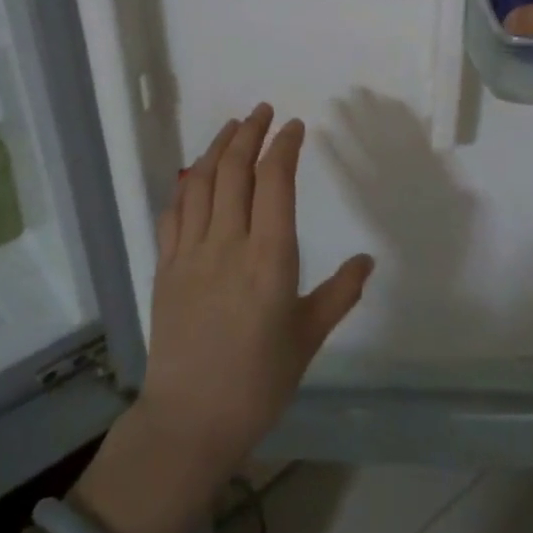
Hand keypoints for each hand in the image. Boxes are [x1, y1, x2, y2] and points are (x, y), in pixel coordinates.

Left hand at [72, 105, 372, 532]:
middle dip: (249, 133)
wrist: (191, 420)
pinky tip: (193, 174)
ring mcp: (190, 254)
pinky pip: (173, 213)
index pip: (275, 183)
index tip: (294, 127)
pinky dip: (185, 185)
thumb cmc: (259, 381)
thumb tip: (367, 260)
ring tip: (231, 127)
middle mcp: (228, 245)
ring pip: (200, 183)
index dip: (283, 147)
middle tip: (263, 111)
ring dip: (215, 148)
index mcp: (269, 259)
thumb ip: (340, 293)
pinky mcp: (165, 268)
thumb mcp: (309, 338)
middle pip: (234, 170)